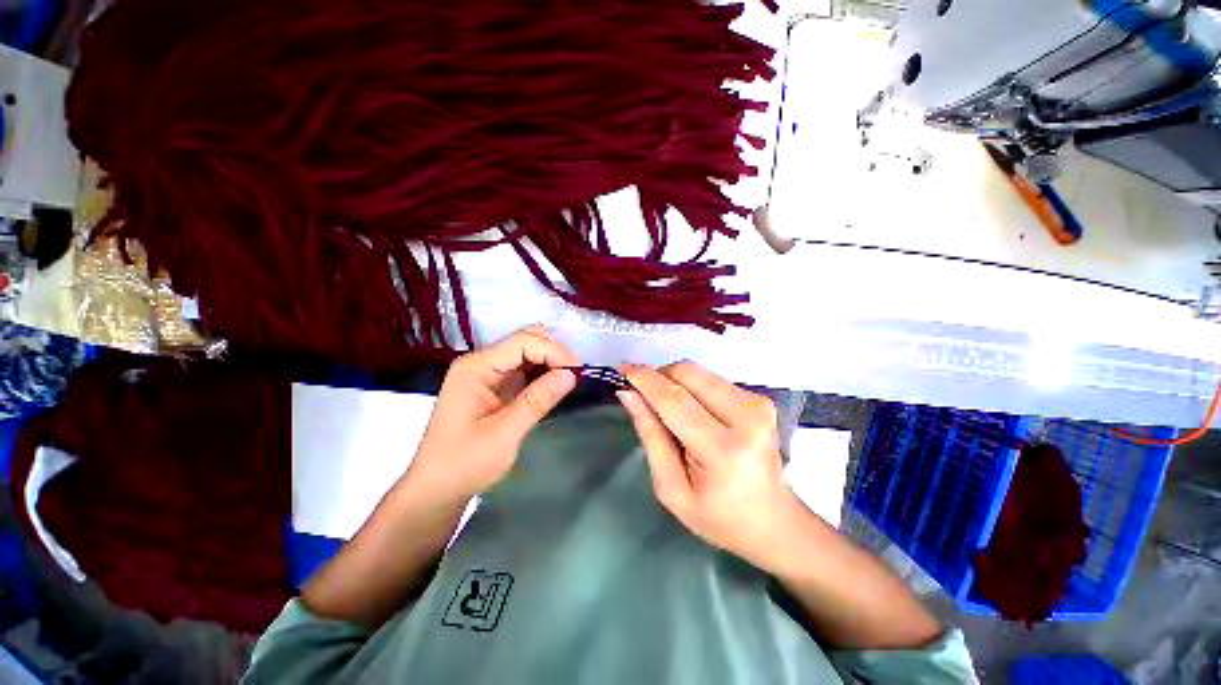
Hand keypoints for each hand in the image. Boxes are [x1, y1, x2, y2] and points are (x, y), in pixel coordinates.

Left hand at [407, 325, 577, 499]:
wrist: (437, 489)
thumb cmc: (464, 464)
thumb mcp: (504, 434)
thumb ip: (537, 401)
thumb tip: (571, 375)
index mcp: (476, 368)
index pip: (522, 342)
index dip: (553, 351)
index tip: (577, 372)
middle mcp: (481, 363)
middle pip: (525, 341)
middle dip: (553, 353)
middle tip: (575, 376)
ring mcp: (488, 374)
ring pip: (528, 353)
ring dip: (551, 362)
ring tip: (570, 380)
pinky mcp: (496, 386)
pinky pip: (525, 370)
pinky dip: (543, 374)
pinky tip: (555, 386)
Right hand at [617, 362, 798, 571]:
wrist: (773, 520)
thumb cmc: (717, 516)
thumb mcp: (671, 489)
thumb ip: (650, 436)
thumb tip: (628, 395)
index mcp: (723, 450)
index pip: (674, 400)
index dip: (645, 380)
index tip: (623, 369)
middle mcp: (746, 418)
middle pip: (688, 375)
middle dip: (659, 377)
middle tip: (643, 395)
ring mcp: (757, 404)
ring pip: (699, 372)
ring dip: (675, 382)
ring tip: (668, 408)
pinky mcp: (760, 399)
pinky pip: (712, 379)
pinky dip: (692, 387)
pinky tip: (692, 411)